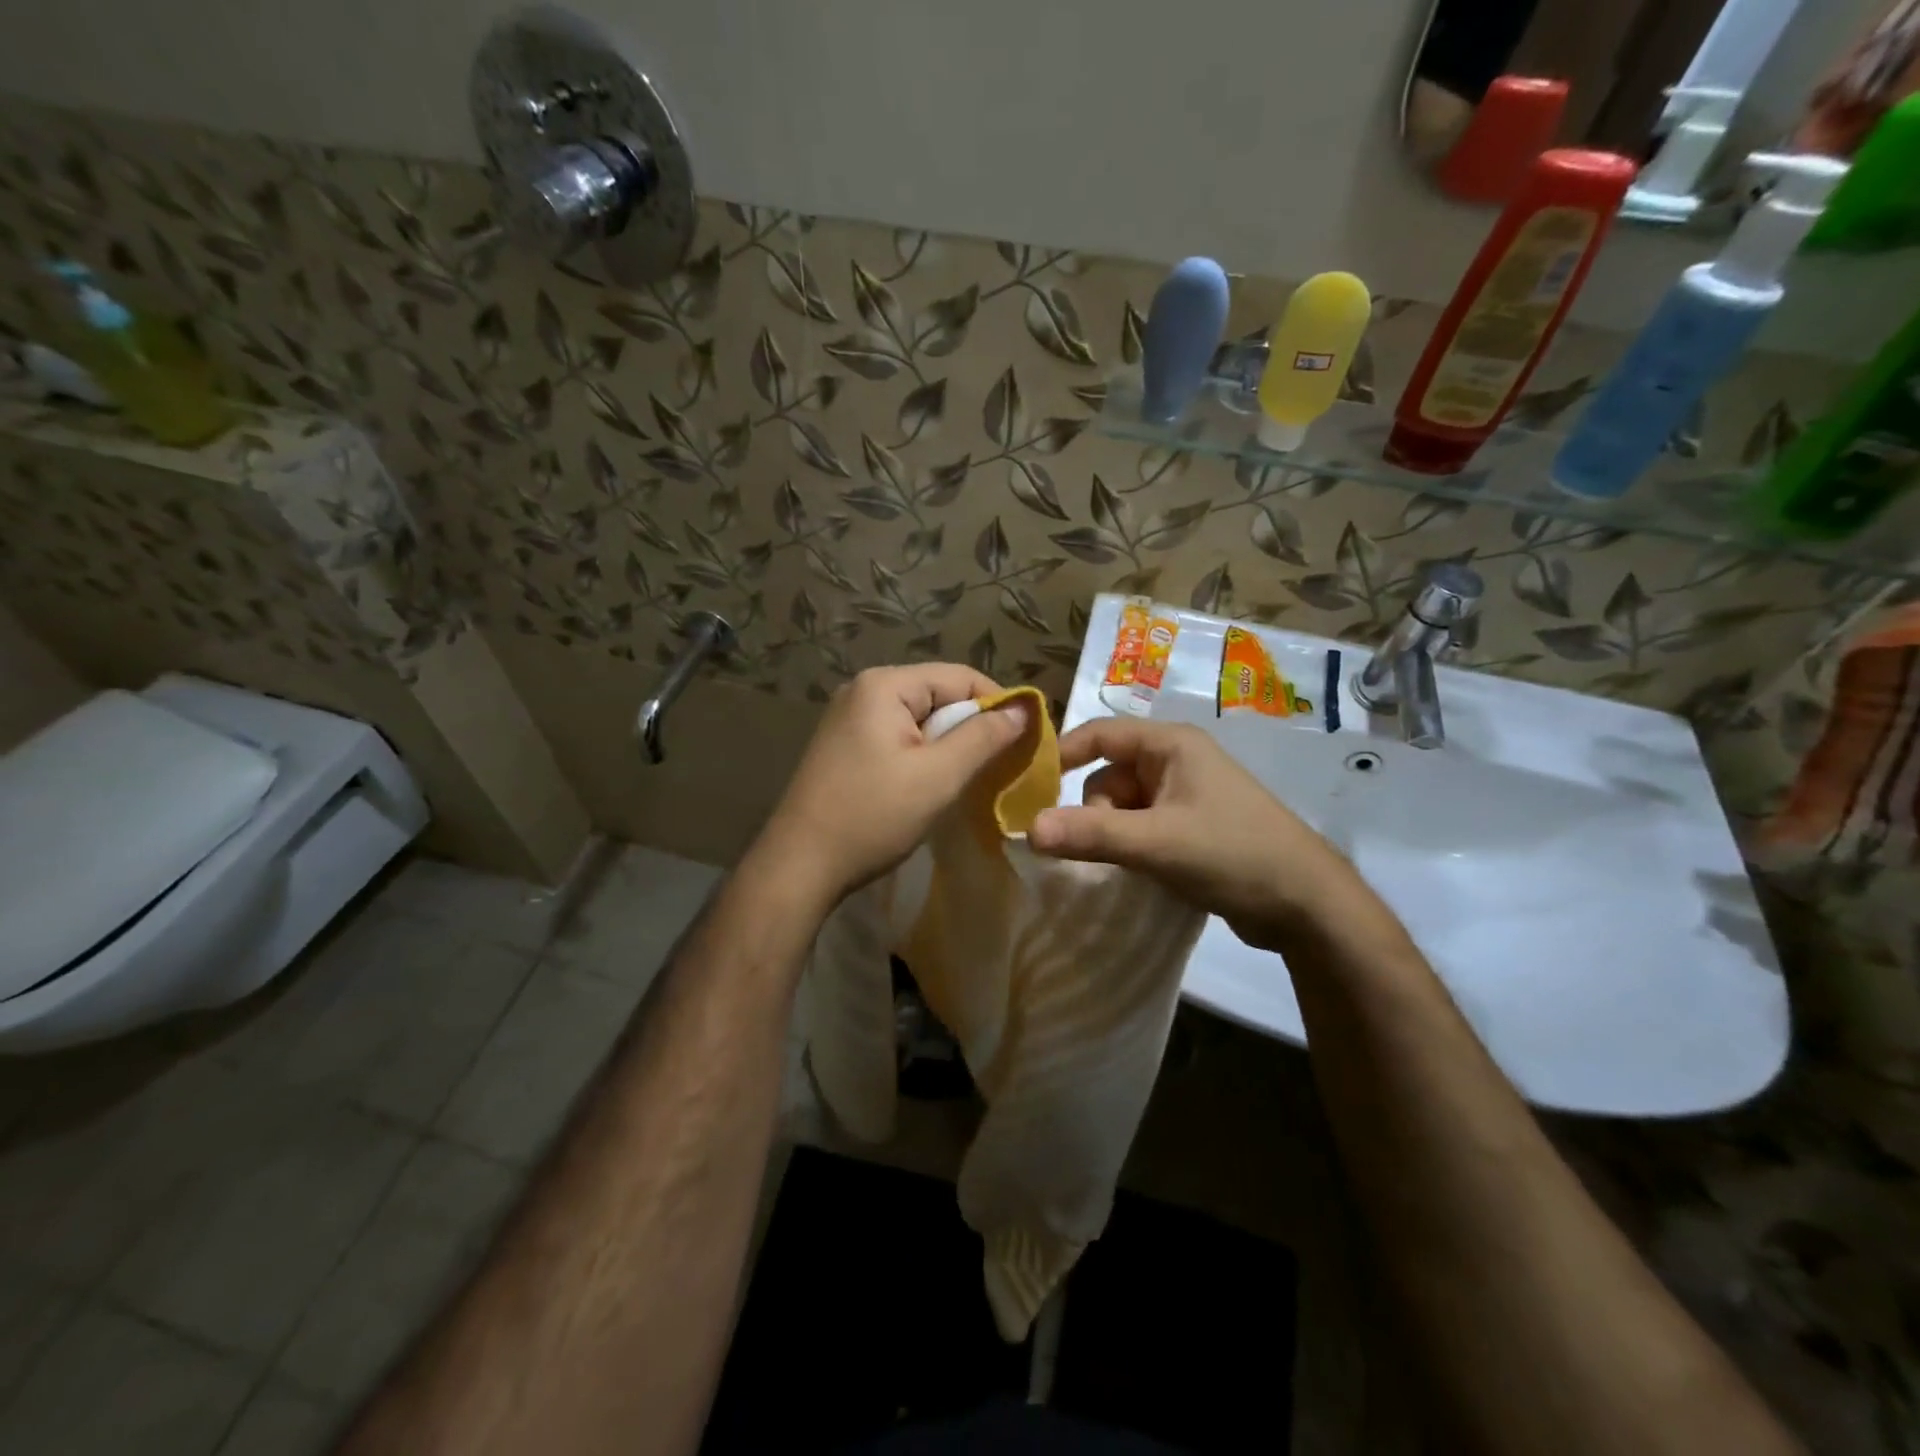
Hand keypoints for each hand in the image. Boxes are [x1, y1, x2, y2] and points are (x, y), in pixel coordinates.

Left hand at [756, 664, 1030, 910]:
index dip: (998, 704)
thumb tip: (1024, 708)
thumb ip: (984, 737)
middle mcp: (862, 690)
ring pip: (919, 720)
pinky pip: (897, 738)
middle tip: (999, 766)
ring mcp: (848, 718)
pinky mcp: (843, 746)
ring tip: (969, 779)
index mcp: (884, 684)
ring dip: (948, 746)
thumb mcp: (938, 776)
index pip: (959, 677)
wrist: (799, 865)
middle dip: (972, 727)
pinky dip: (922, 756)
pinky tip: (930, 785)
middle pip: (938, 695)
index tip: (1027, 739)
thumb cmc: (872, 816)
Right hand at [1028, 718, 1369, 950]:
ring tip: (1132, 864)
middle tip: (1108, 847)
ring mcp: (1186, 796)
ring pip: (1123, 806)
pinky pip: (1141, 827)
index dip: (1063, 755)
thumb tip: (1027, 830)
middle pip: (1109, 774)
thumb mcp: (1157, 842)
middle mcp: (1177, 762)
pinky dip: (1131, 845)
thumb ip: (1091, 834)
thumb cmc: (1232, 854)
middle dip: (1097, 811)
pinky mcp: (1191, 827)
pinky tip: (1140, 871)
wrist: (1306, 904)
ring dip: (1113, 833)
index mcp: (1172, 745)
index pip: (1101, 733)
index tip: (1031, 789)